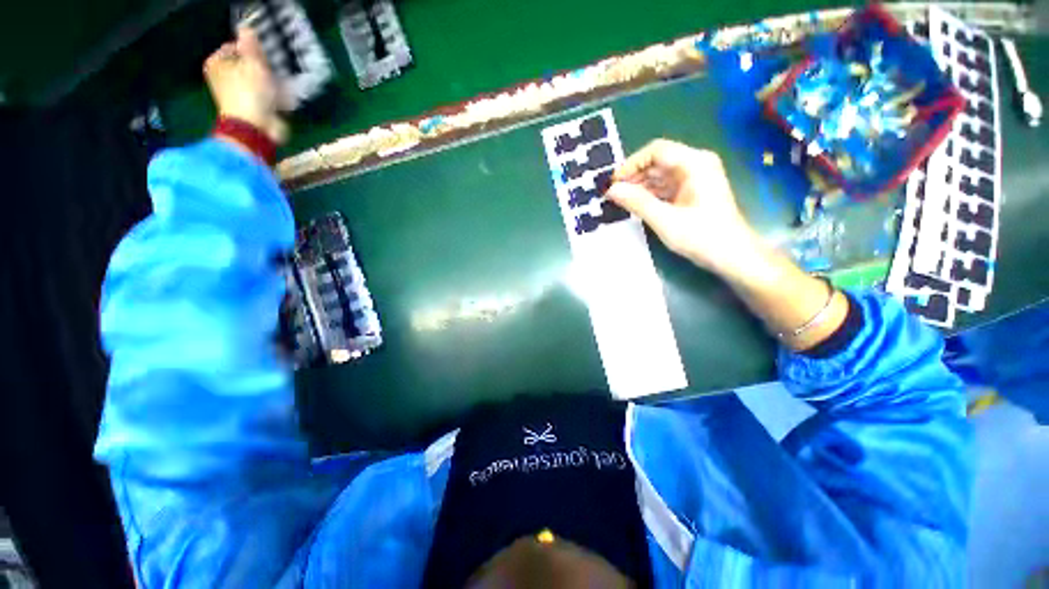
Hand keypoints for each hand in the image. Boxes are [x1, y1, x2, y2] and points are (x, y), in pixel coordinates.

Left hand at [204, 28, 287, 144]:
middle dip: (263, 65)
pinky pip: (268, 96)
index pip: (234, 47)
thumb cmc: (250, 92)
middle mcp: (225, 78)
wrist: (257, 128)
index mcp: (217, 64)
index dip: (251, 48)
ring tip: (283, 80)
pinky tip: (285, 95)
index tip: (265, 52)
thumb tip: (246, 29)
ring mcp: (240, 95)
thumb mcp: (252, 62)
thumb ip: (250, 44)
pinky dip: (277, 95)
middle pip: (247, 64)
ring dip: (272, 80)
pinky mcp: (255, 109)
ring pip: (259, 81)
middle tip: (275, 65)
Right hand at [608, 140, 847, 350]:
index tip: (613, 182)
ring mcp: (694, 179)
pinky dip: (649, 195)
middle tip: (612, 195)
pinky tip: (635, 205)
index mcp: (694, 164)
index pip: (656, 151)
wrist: (733, 256)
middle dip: (633, 177)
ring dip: (639, 187)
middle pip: (657, 162)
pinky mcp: (692, 193)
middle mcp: (695, 165)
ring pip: (659, 175)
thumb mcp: (665, 220)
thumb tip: (611, 190)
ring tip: (619, 201)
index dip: (631, 164)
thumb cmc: (702, 237)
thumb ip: (637, 202)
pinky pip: (665, 187)